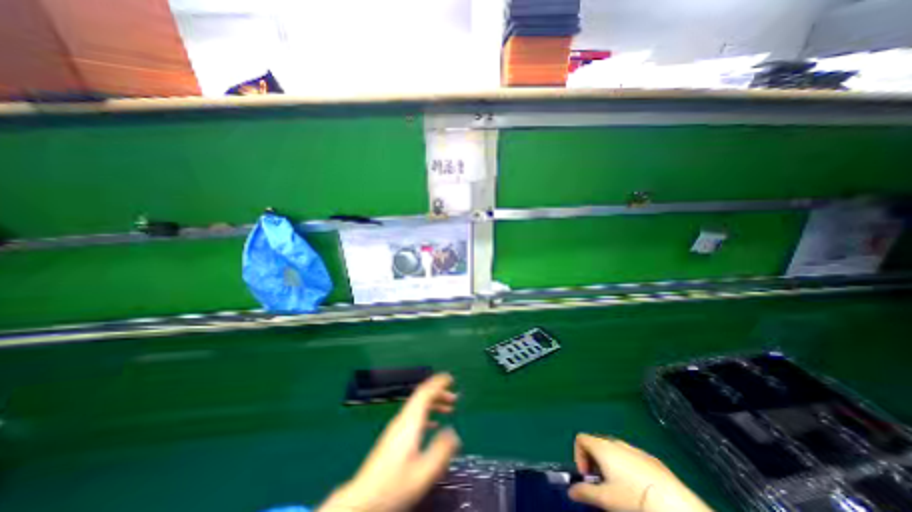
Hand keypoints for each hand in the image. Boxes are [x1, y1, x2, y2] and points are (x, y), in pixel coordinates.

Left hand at [321, 372, 464, 511]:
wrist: (362, 500)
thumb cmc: (394, 486)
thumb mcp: (423, 473)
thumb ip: (441, 451)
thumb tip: (454, 433)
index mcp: (410, 422)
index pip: (424, 393)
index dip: (438, 383)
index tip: (451, 378)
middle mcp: (403, 419)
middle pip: (421, 397)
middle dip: (439, 393)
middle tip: (455, 398)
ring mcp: (397, 427)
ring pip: (418, 405)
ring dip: (434, 403)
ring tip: (449, 409)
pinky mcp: (394, 436)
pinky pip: (414, 415)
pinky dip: (427, 413)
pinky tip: (433, 424)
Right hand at [569, 434, 712, 511]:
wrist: (676, 505)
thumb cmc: (634, 498)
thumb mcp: (606, 499)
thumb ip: (585, 492)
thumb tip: (571, 491)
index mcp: (602, 447)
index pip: (581, 439)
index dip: (579, 456)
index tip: (587, 477)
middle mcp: (616, 442)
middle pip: (597, 444)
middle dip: (595, 463)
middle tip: (602, 486)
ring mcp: (635, 449)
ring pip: (614, 451)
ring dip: (610, 466)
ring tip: (620, 489)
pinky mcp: (652, 459)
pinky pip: (631, 458)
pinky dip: (627, 468)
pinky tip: (639, 490)